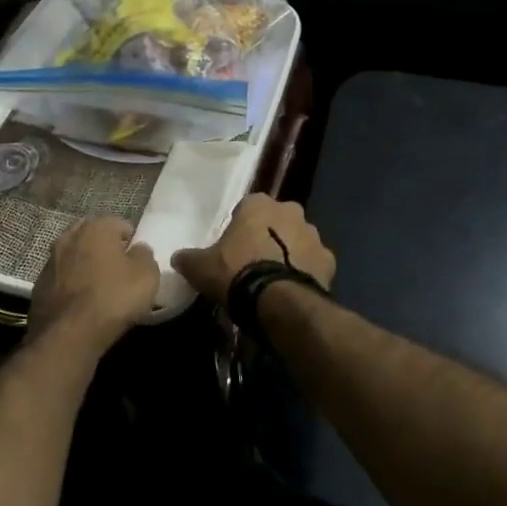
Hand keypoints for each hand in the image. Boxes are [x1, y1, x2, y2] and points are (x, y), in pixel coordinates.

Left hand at [28, 218, 160, 345]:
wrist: (68, 334)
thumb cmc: (113, 297)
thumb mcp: (147, 275)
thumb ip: (144, 255)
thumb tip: (138, 250)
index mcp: (96, 227)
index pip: (120, 225)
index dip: (131, 242)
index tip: (137, 262)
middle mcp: (69, 236)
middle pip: (94, 237)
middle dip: (105, 250)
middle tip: (118, 272)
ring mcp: (50, 260)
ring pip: (75, 257)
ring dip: (85, 266)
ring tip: (98, 289)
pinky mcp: (38, 285)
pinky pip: (62, 278)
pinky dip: (71, 285)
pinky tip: (80, 303)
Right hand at [172, 194, 335, 302]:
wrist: (277, 301)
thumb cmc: (235, 273)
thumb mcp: (201, 267)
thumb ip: (189, 258)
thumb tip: (177, 258)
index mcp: (259, 204)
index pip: (248, 207)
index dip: (240, 226)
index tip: (233, 246)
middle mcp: (290, 211)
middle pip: (277, 220)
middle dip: (269, 235)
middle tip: (254, 260)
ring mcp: (314, 235)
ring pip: (298, 239)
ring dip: (289, 251)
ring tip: (274, 277)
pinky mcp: (329, 260)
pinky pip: (313, 262)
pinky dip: (306, 271)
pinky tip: (292, 288)